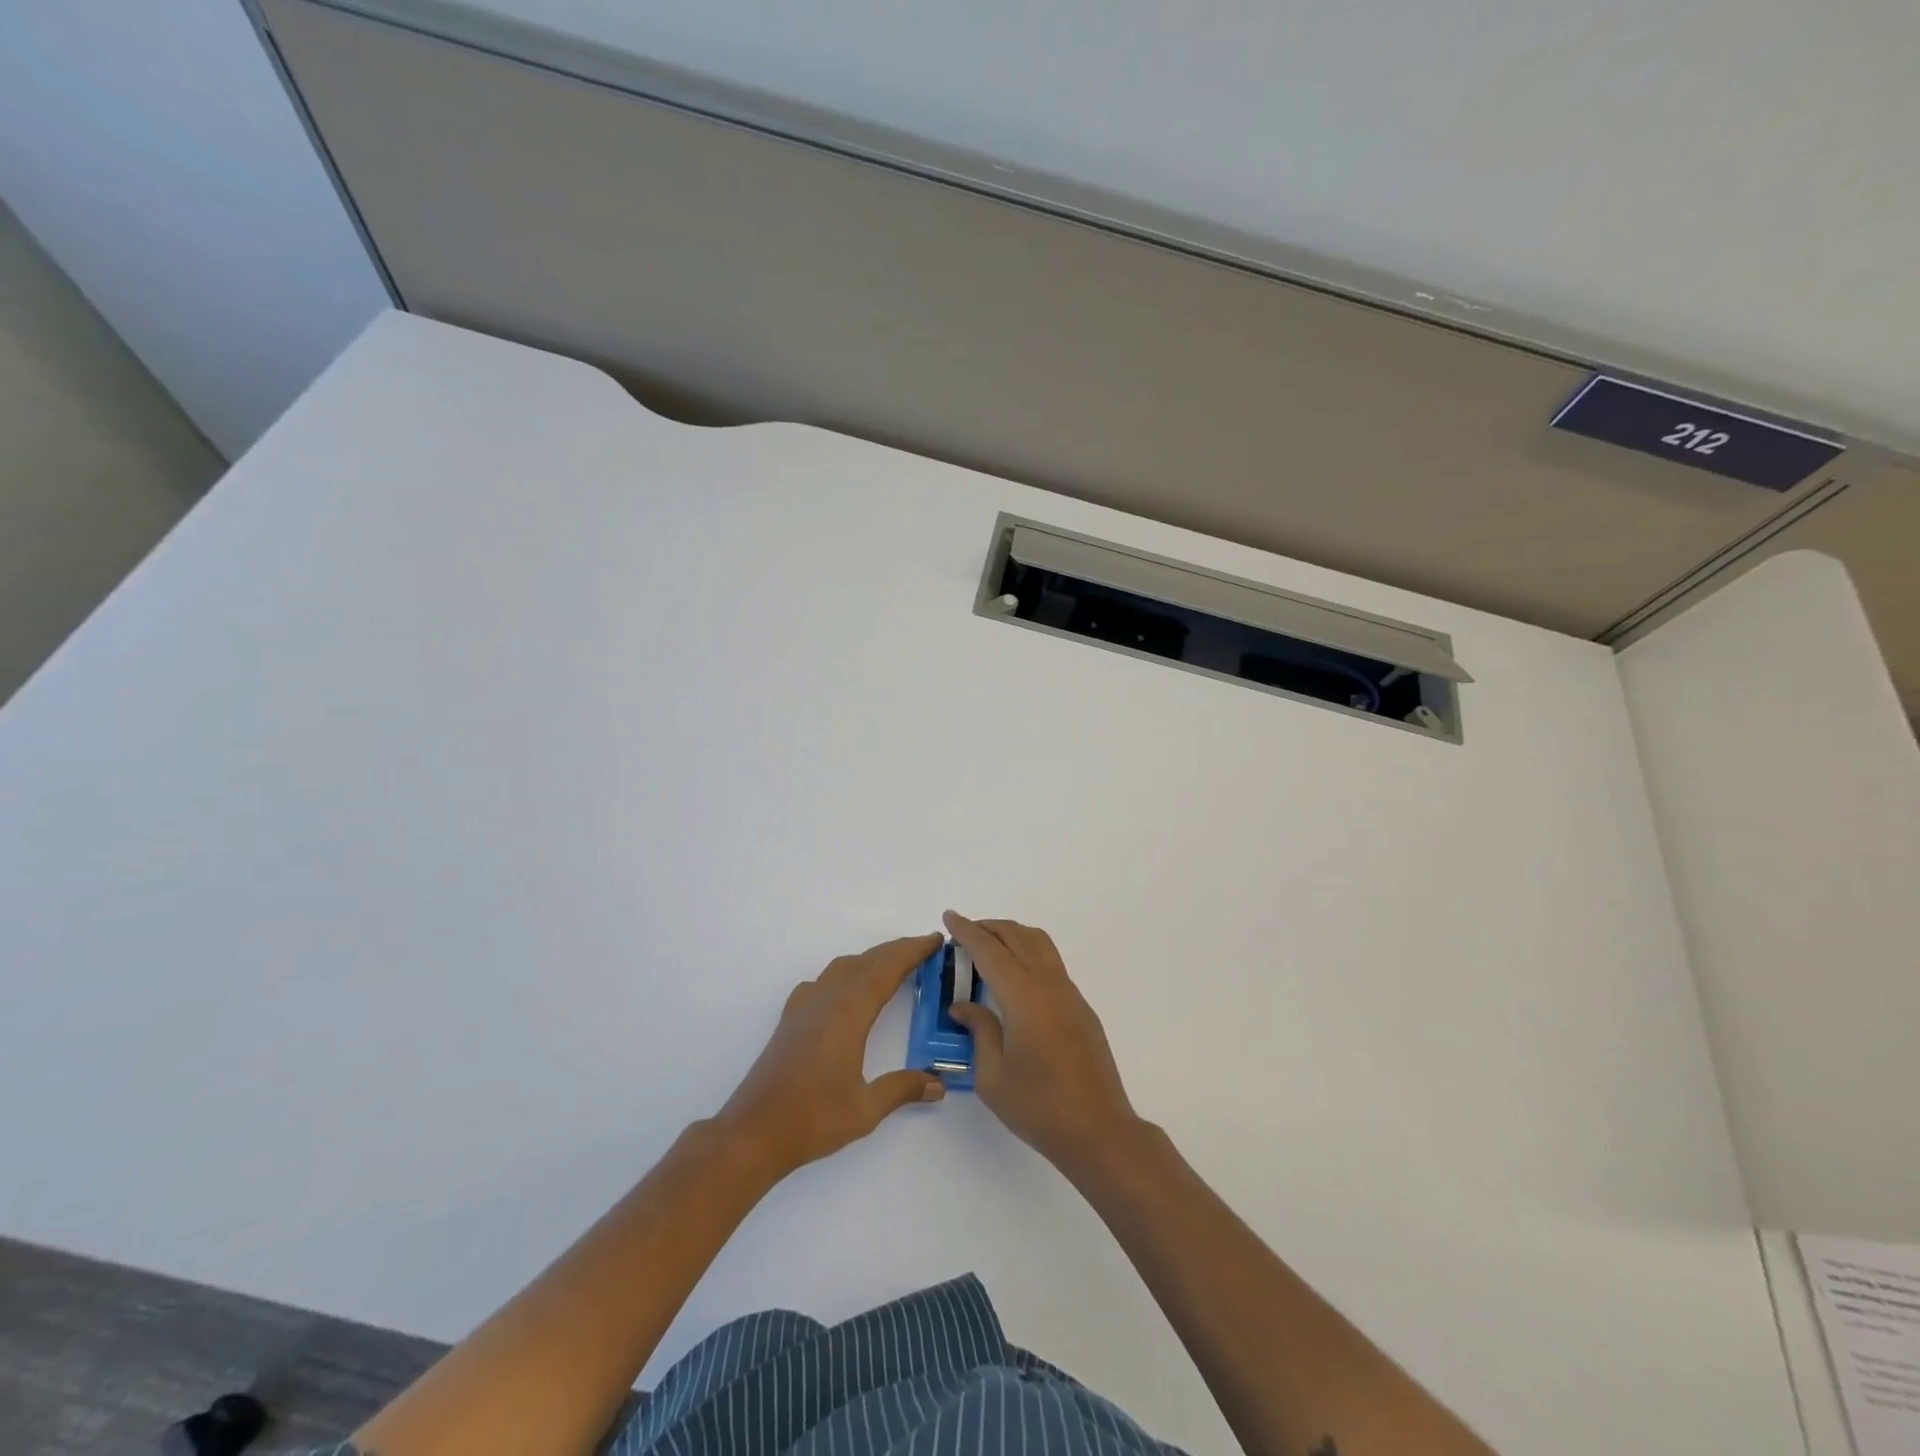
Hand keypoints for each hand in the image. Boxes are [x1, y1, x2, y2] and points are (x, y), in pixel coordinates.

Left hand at [718, 933, 946, 1179]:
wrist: (752, 1133)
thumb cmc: (811, 1119)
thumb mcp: (865, 1110)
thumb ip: (902, 1089)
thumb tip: (938, 1083)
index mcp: (848, 1014)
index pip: (886, 970)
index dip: (912, 951)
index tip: (934, 939)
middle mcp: (826, 1001)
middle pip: (866, 962)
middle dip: (896, 950)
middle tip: (925, 947)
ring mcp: (804, 1008)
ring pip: (842, 967)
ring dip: (870, 960)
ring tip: (892, 965)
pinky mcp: (790, 1020)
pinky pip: (822, 982)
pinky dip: (843, 974)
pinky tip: (844, 991)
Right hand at [943, 912, 1139, 1174]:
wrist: (1099, 1130)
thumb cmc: (1039, 1107)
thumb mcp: (993, 1076)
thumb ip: (978, 1031)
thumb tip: (963, 1005)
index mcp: (1024, 997)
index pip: (989, 951)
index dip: (967, 931)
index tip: (949, 917)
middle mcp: (1049, 985)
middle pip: (1017, 936)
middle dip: (988, 927)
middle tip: (963, 932)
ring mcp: (1070, 994)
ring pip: (1039, 944)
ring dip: (1012, 936)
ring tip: (988, 947)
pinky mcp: (1081, 1007)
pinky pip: (1051, 963)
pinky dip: (1028, 953)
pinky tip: (1015, 978)